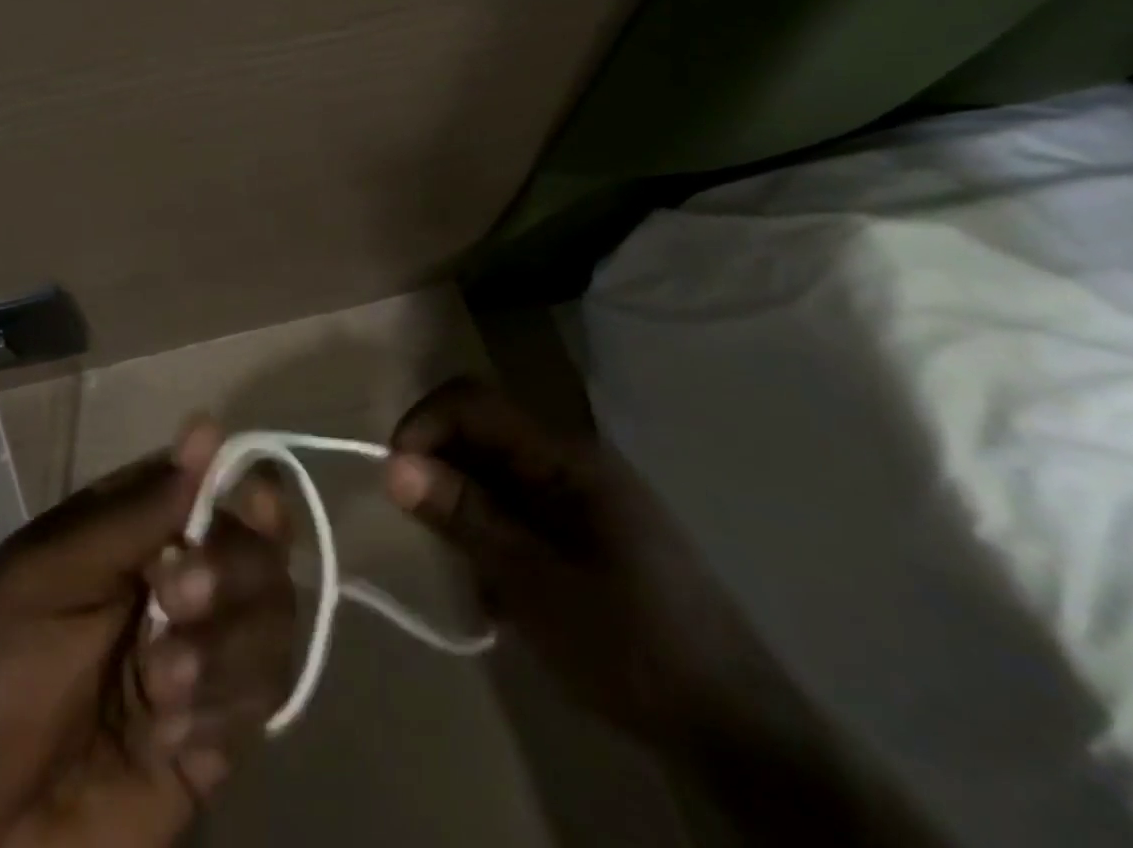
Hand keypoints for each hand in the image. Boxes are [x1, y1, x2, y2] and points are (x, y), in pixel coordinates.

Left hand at [0, 420, 295, 847]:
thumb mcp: (47, 577)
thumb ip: (136, 511)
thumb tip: (208, 427)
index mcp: (133, 533)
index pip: (211, 486)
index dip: (240, 486)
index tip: (252, 502)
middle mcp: (176, 581)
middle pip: (255, 547)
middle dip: (229, 571)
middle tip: (175, 601)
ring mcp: (201, 655)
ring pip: (270, 616)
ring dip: (222, 648)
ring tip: (158, 690)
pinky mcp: (217, 731)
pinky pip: (263, 695)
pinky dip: (222, 707)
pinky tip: (167, 736)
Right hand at [381, 377, 795, 745]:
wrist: (738, 730)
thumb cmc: (632, 648)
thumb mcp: (534, 584)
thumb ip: (465, 517)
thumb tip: (394, 465)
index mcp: (566, 456)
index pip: (475, 402)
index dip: (425, 424)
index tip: (394, 477)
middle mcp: (572, 461)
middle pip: (482, 434)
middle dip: (442, 473)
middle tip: (428, 534)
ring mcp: (582, 496)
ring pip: (495, 475)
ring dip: (466, 513)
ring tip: (469, 578)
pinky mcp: (586, 531)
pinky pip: (518, 511)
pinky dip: (494, 539)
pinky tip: (500, 596)